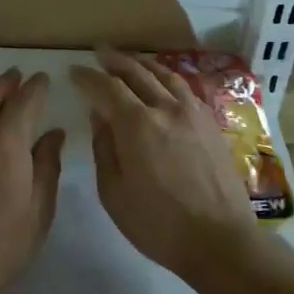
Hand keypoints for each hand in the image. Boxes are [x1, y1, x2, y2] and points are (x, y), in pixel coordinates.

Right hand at [70, 47, 259, 282]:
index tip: (73, 71)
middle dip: (114, 61)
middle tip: (99, 52)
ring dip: (143, 64)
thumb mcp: (114, 192)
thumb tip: (100, 115)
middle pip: (137, 73)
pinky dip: (168, 78)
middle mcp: (166, 108)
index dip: (87, 77)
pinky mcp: (212, 124)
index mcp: (137, 124)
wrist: (220, 240)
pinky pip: (186, 89)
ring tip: (130, 60)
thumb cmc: (157, 223)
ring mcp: (193, 114)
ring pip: (165, 75)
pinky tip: (164, 82)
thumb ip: (104, 148)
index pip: (106, 88)